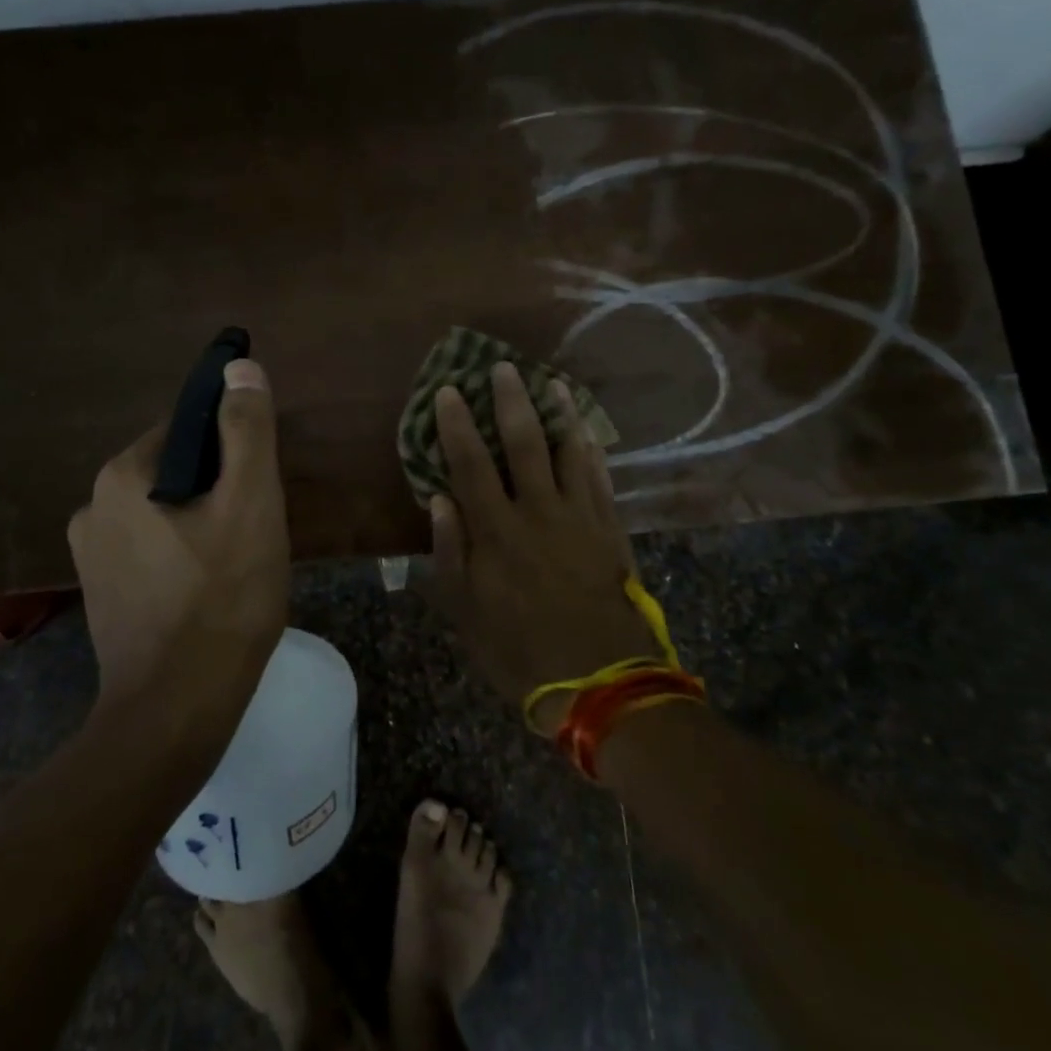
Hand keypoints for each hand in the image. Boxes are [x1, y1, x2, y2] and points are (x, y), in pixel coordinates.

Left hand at [67, 359, 289, 740]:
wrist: (177, 710)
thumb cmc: (222, 599)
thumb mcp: (251, 505)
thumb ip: (247, 432)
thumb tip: (238, 367)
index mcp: (120, 476)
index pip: (185, 430)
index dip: (231, 451)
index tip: (259, 486)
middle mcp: (90, 507)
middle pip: (173, 473)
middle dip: (217, 490)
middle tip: (256, 530)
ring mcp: (89, 556)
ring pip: (163, 514)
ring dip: (201, 524)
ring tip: (238, 563)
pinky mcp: (100, 594)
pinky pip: (150, 551)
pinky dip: (181, 556)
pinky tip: (209, 591)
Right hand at [426, 363, 652, 724]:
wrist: (601, 684)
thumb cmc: (521, 651)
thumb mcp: (467, 613)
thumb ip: (451, 552)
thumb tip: (439, 499)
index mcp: (497, 532)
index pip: (470, 465)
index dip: (456, 425)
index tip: (448, 391)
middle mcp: (538, 512)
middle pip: (523, 444)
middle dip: (509, 402)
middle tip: (501, 367)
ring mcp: (580, 518)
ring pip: (569, 452)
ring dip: (558, 414)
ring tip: (550, 382)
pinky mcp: (610, 530)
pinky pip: (601, 479)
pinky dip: (592, 451)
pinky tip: (587, 432)